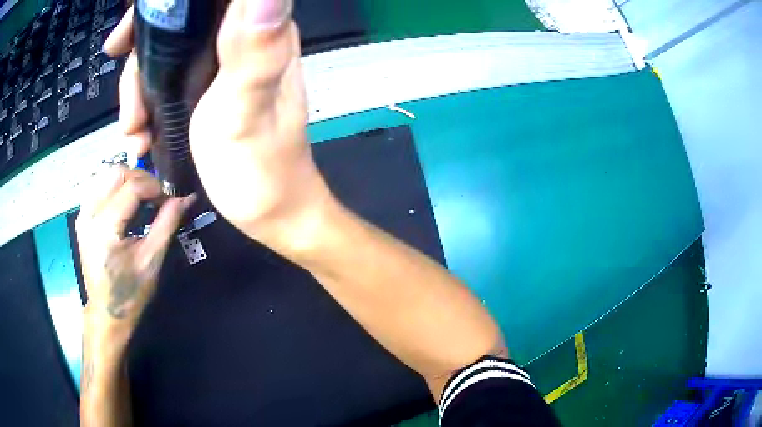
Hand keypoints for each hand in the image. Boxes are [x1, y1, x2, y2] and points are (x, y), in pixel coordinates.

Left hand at [76, 167, 194, 344]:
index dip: (154, 187)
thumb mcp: (151, 261)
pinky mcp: (83, 217)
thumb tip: (186, 198)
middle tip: (155, 197)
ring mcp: (83, 214)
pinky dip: (116, 187)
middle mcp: (89, 214)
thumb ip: (167, 224)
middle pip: (117, 172)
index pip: (132, 186)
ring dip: (128, 180)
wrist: (106, 313)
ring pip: (107, 175)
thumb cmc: (130, 292)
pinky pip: (100, 186)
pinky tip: (125, 204)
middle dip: (141, 178)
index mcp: (105, 228)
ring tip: (142, 199)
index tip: (168, 200)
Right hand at [106, 0, 333, 257]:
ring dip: (140, 85)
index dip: (170, 5)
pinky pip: (170, 75)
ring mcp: (226, 63)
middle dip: (142, 51)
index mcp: (262, 34)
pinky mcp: (211, 86)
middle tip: (127, 95)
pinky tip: (141, 128)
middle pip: (182, 21)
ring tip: (133, 126)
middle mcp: (245, 39)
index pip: (211, 0)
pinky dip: (148, 97)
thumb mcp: (245, 109)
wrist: (269, 211)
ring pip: (170, 49)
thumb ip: (252, 51)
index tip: (131, 33)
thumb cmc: (260, 170)